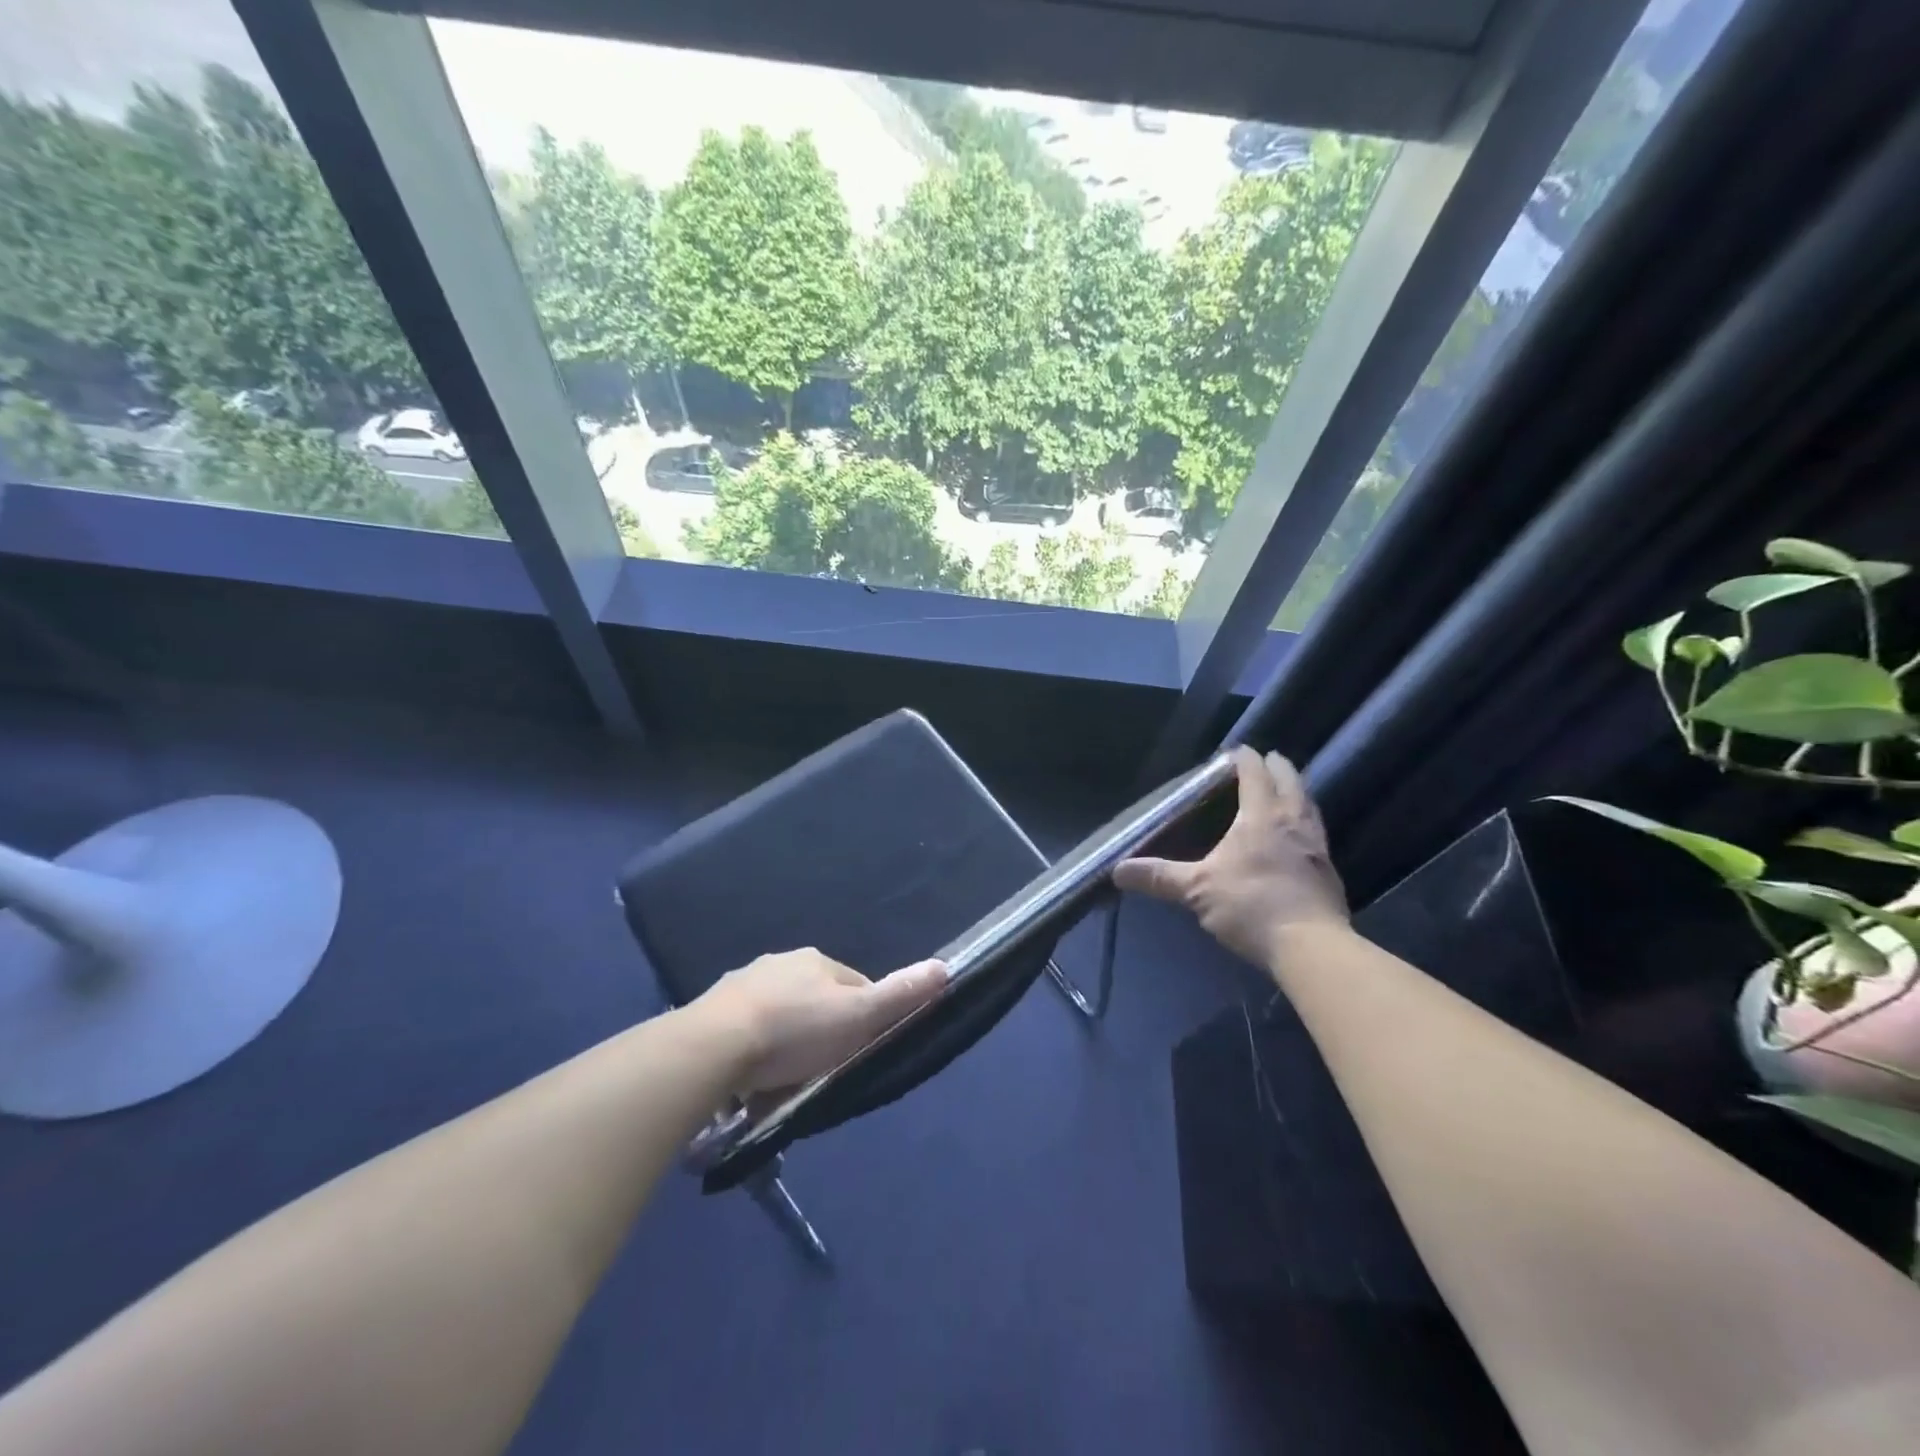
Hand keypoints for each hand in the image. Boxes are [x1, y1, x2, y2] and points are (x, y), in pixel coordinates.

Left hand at [691, 949, 949, 1095]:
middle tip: (819, 1072)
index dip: (863, 1018)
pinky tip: (750, 1079)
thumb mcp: (857, 1016)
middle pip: (815, 1000)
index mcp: (817, 961)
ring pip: (779, 1015)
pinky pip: (746, 1031)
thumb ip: (899, 995)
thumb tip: (945, 967)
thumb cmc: (795, 1030)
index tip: (858, 1052)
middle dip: (821, 1031)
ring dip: (785, 1041)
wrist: (713, 1046)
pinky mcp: (713, 1011)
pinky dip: (753, 1051)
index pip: (855, 986)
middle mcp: (781, 963)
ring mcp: (743, 985)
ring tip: (782, 1082)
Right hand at [1114, 746, 1348, 970]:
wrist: (1311, 947)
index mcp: (1262, 816)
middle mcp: (1294, 821)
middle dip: (1277, 767)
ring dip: (1295, 792)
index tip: (1234, 752)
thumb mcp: (1196, 890)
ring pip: (1309, 805)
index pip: (1256, 773)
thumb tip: (1117, 870)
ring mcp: (1316, 846)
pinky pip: (1315, 832)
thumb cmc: (1251, 905)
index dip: (1245, 758)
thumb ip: (1159, 876)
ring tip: (1282, 792)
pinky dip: (1304, 822)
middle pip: (1291, 781)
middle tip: (1263, 762)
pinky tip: (1294, 837)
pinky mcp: (1328, 871)